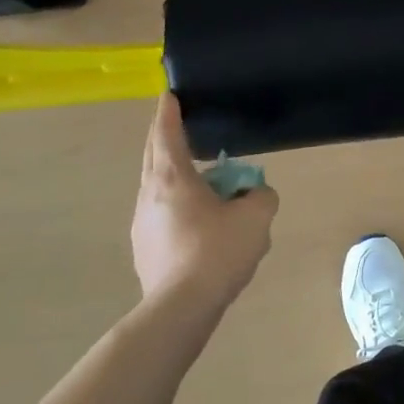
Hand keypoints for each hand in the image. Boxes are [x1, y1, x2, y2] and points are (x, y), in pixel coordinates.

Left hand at [131, 94, 278, 310]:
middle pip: (154, 157)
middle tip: (179, 128)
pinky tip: (198, 224)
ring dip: (176, 178)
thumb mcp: (256, 217)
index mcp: (172, 178)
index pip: (166, 134)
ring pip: (158, 189)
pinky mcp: (145, 250)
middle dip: (165, 139)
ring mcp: (142, 225)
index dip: (169, 112)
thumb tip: (254, 194)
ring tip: (202, 183)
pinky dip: (178, 207)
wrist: (181, 308)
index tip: (168, 94)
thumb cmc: (217, 252)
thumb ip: (261, 195)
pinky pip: (162, 216)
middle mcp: (149, 195)